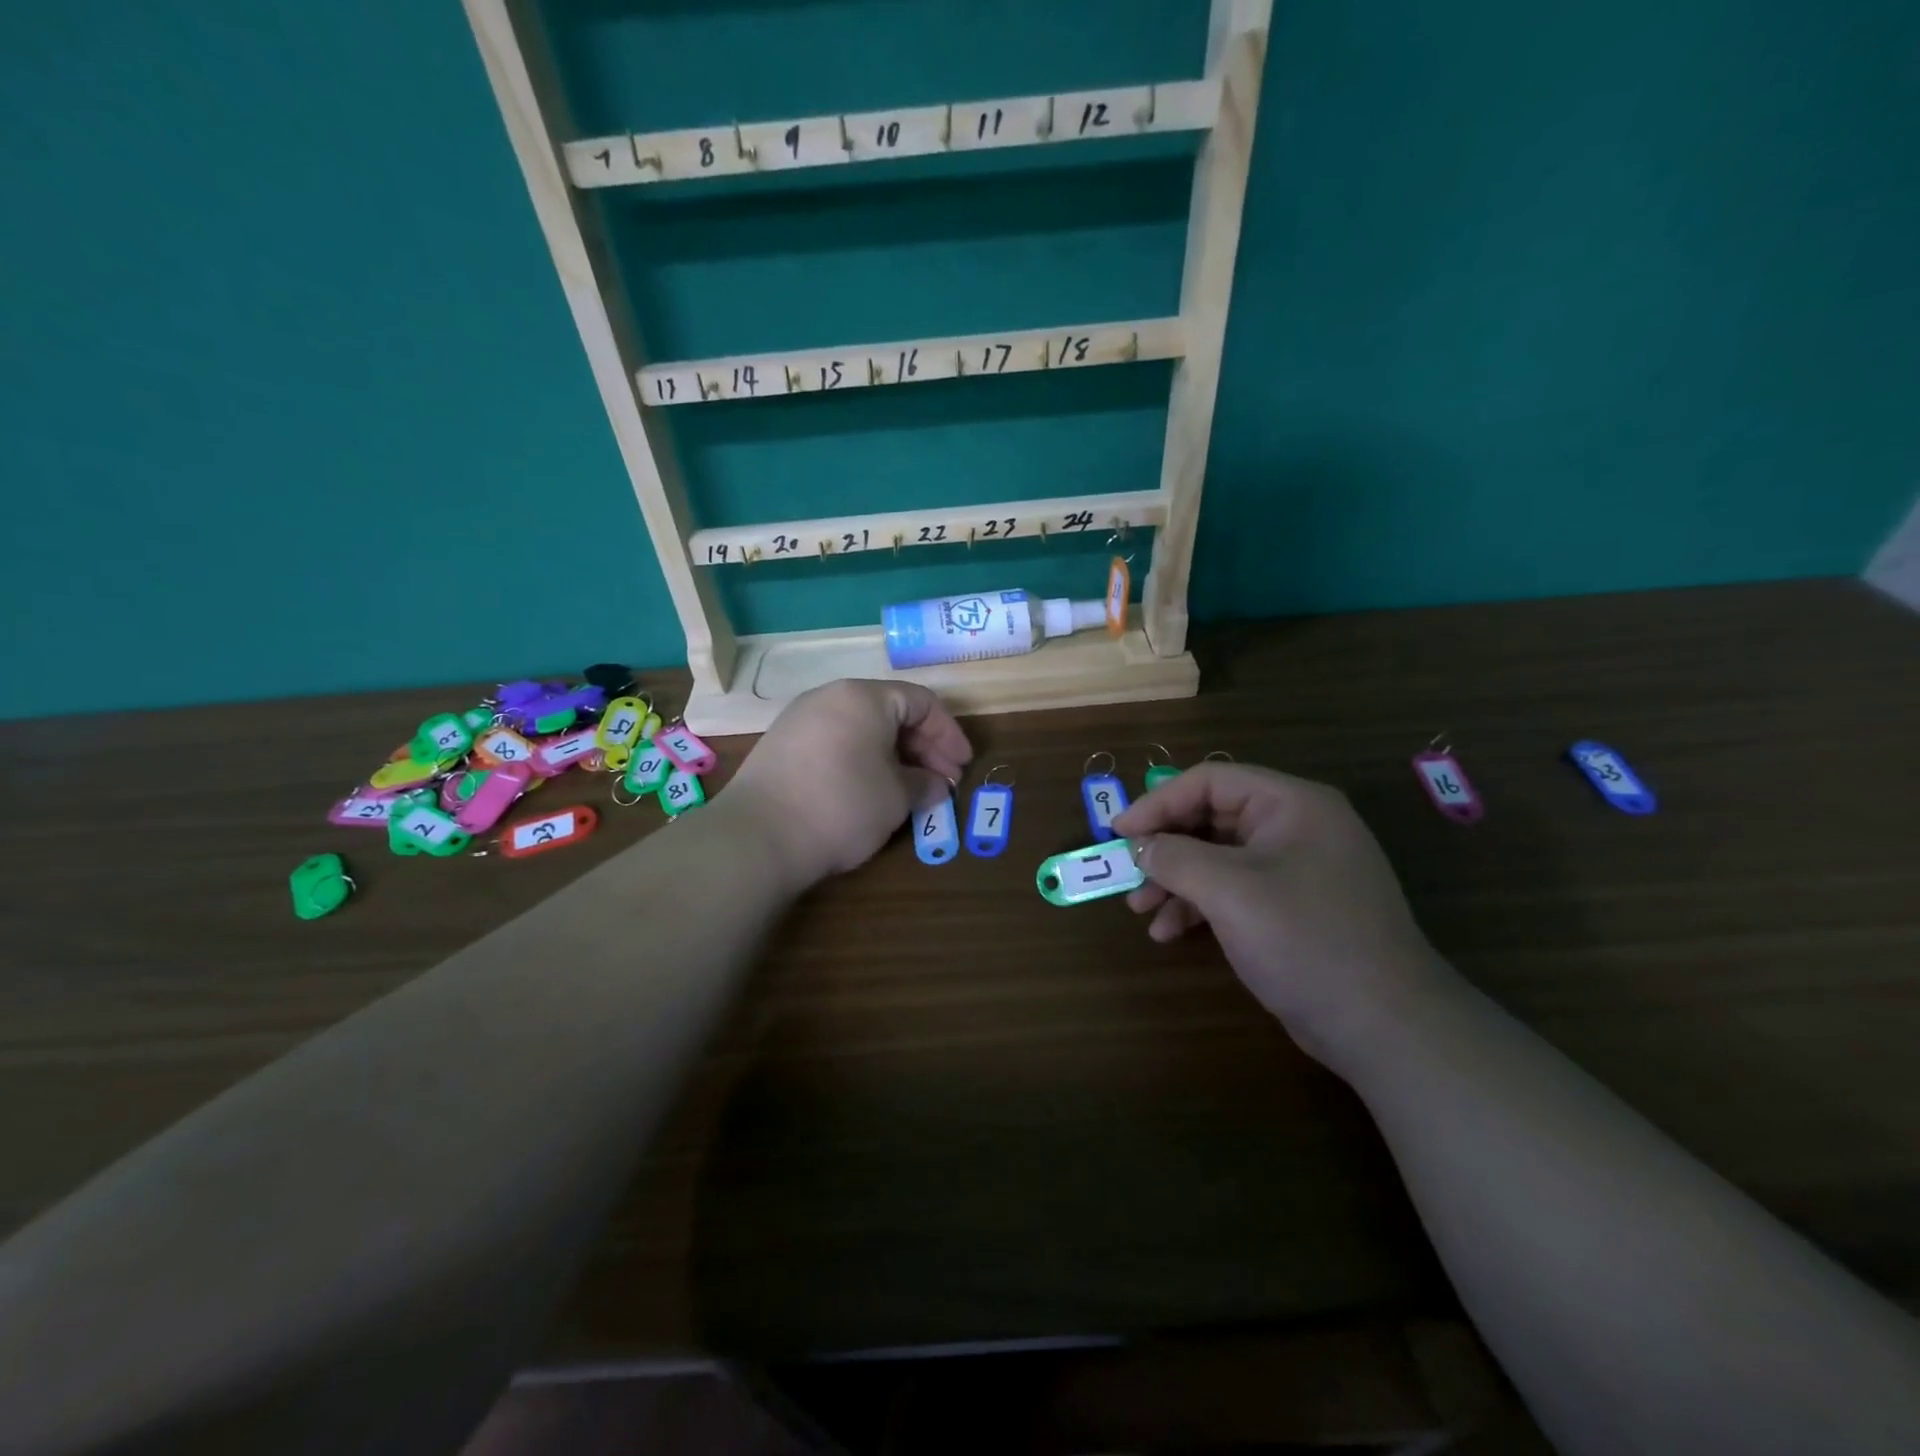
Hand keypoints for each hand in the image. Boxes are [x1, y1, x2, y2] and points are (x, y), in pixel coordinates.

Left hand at [724, 679, 972, 886]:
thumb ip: (924, 784)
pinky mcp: (781, 746)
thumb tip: (934, 786)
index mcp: (864, 697)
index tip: (962, 767)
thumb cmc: (842, 806)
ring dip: (894, 757)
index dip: (949, 735)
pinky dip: (862, 761)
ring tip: (910, 790)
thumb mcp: (896, 797)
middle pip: (891, 713)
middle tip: (942, 783)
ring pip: (862, 729)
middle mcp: (830, 696)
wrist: (758, 837)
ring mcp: (800, 719)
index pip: (921, 703)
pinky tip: (871, 791)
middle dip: (923, 748)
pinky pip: (836, 743)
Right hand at [1111, 763, 1450, 1068]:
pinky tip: (1170, 933)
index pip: (1210, 781)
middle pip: (1211, 818)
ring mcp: (1295, 869)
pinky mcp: (1292, 908)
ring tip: (1141, 911)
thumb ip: (1175, 858)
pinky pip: (1233, 890)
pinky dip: (1198, 906)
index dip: (1158, 802)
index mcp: (1291, 804)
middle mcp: (1294, 827)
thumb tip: (1140, 847)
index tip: (1119, 833)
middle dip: (1165, 848)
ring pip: (1217, 857)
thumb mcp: (1230, 892)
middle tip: (1127, 874)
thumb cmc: (1305, 940)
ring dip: (1175, 881)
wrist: (1385, 1027)